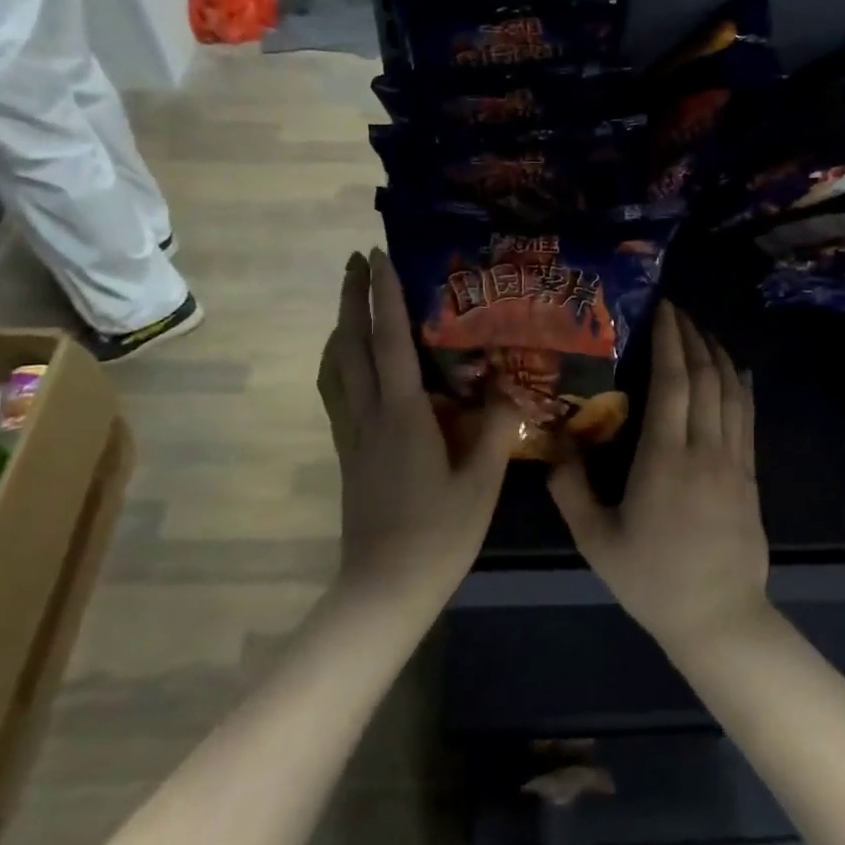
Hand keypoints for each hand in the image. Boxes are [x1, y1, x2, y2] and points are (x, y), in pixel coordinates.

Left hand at [319, 250, 516, 613]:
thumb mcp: (481, 483)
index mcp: (402, 415)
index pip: (390, 341)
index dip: (385, 296)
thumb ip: (496, 429)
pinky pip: (336, 393)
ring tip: (351, 304)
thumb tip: (509, 386)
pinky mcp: (348, 454)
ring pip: (335, 369)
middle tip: (356, 262)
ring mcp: (352, 435)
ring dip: (339, 328)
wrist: (384, 588)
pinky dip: (339, 364)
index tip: (378, 256)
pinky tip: (352, 366)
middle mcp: (369, 416)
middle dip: (352, 299)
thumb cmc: (438, 536)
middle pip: (350, 345)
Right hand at [549, 301, 770, 656]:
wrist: (718, 617)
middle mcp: (704, 449)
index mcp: (665, 459)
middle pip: (704, 377)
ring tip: (700, 330)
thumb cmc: (652, 579)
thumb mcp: (595, 540)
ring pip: (730, 391)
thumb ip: (570, 489)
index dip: (669, 340)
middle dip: (691, 336)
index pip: (672, 382)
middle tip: (675, 309)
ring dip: (716, 354)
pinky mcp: (749, 475)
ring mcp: (733, 461)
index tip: (661, 309)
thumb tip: (554, 446)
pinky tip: (734, 370)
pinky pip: (747, 417)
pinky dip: (740, 385)